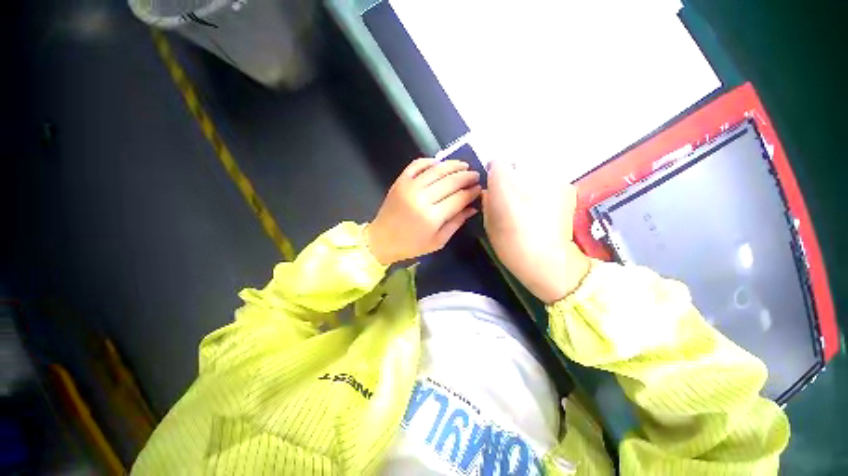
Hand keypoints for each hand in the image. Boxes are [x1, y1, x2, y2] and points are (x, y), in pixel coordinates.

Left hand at [366, 158, 480, 264]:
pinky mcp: (400, 181)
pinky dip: (429, 161)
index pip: (458, 198)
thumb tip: (472, 208)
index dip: (472, 192)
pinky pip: (417, 165)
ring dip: (453, 165)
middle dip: (466, 176)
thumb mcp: (438, 241)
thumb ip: (456, 223)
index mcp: (432, 217)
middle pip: (450, 181)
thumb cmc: (411, 245)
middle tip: (475, 175)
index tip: (479, 188)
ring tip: (464, 165)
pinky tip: (439, 162)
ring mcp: (410, 187)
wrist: (382, 240)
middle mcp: (422, 198)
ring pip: (436, 170)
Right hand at [483, 161, 589, 303]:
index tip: (494, 183)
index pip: (497, 162)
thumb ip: (487, 201)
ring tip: (531, 202)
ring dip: (530, 180)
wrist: (548, 260)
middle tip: (513, 194)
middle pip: (518, 161)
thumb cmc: (511, 245)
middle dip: (513, 174)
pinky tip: (545, 206)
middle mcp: (530, 176)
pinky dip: (545, 188)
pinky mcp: (567, 187)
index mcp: (505, 186)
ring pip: (536, 169)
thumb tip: (489, 191)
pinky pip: (550, 180)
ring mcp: (552, 179)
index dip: (494, 171)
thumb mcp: (489, 224)